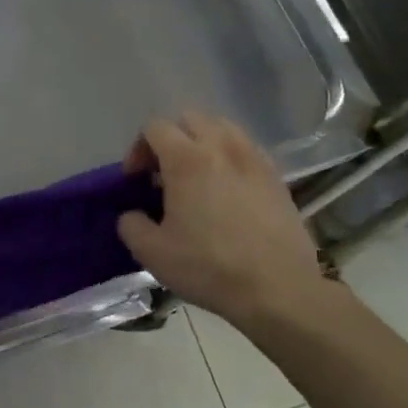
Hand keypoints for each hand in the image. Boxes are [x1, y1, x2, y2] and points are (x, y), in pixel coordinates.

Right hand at [117, 113, 328, 330]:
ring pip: (224, 129)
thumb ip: (130, 225)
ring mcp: (255, 160)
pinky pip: (247, 150)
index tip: (136, 180)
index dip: (138, 149)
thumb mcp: (151, 252)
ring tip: (197, 177)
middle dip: (171, 139)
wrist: (276, 288)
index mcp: (187, 160)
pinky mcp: (277, 178)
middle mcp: (223, 148)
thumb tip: (132, 215)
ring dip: (203, 143)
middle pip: (191, 119)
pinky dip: (230, 158)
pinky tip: (226, 191)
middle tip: (163, 173)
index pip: (155, 127)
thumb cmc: (208, 267)